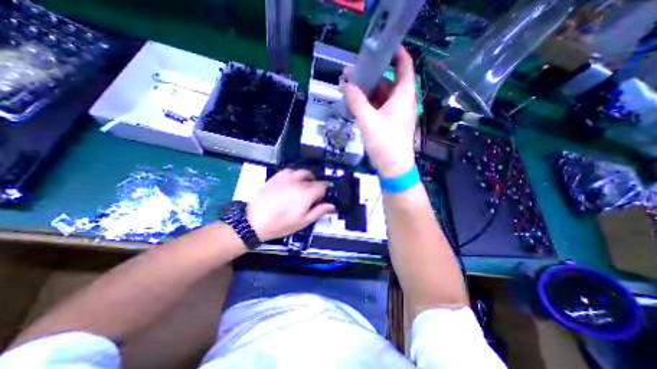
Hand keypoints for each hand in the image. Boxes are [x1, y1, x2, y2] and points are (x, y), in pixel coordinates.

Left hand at [245, 169, 333, 241]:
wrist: (254, 221)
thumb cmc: (280, 224)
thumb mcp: (303, 221)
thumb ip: (319, 211)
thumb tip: (331, 205)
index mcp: (307, 193)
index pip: (322, 185)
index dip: (324, 190)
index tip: (321, 197)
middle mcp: (298, 181)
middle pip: (313, 177)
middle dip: (315, 184)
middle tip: (311, 194)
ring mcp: (286, 177)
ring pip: (302, 172)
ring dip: (305, 178)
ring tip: (302, 187)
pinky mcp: (276, 176)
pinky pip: (289, 171)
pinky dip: (294, 175)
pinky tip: (291, 183)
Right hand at [345, 47, 414, 176]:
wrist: (393, 168)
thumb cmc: (385, 144)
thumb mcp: (369, 121)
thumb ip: (357, 102)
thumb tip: (346, 84)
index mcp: (403, 96)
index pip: (404, 65)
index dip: (395, 53)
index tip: (379, 47)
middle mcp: (402, 101)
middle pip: (389, 80)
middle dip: (372, 74)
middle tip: (353, 71)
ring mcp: (395, 112)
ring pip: (382, 94)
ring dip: (368, 90)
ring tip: (350, 86)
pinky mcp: (389, 122)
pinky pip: (379, 106)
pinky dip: (368, 103)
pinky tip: (356, 103)